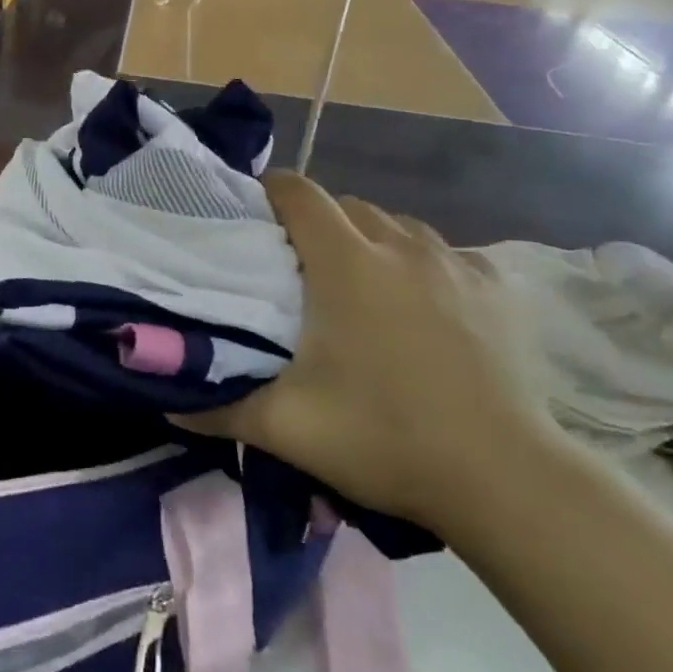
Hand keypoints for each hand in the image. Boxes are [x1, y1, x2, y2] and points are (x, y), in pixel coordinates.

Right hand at [176, 174, 565, 529]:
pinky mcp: (494, 286)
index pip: (298, 192)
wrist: (504, 479)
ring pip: (396, 224)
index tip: (251, 218)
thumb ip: (218, 407)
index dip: (268, 193)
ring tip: (357, 283)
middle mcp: (400, 245)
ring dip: (368, 239)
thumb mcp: (286, 427)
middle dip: (315, 223)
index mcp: (346, 262)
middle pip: (345, 205)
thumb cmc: (385, 438)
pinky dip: (421, 264)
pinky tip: (421, 303)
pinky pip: (444, 252)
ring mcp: (453, 263)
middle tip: (297, 268)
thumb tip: (168, 400)